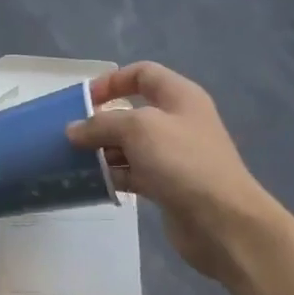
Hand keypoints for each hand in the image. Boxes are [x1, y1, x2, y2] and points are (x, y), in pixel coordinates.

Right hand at [67, 62, 279, 283]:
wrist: (221, 220)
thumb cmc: (182, 162)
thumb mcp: (138, 129)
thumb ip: (101, 124)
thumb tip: (73, 130)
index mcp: (179, 96)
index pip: (142, 74)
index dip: (112, 81)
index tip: (84, 100)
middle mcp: (177, 121)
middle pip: (131, 112)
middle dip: (101, 121)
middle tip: (71, 136)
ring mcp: (172, 155)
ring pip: (129, 145)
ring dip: (102, 151)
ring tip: (74, 161)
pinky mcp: (167, 185)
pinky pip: (132, 173)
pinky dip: (112, 175)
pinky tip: (92, 183)